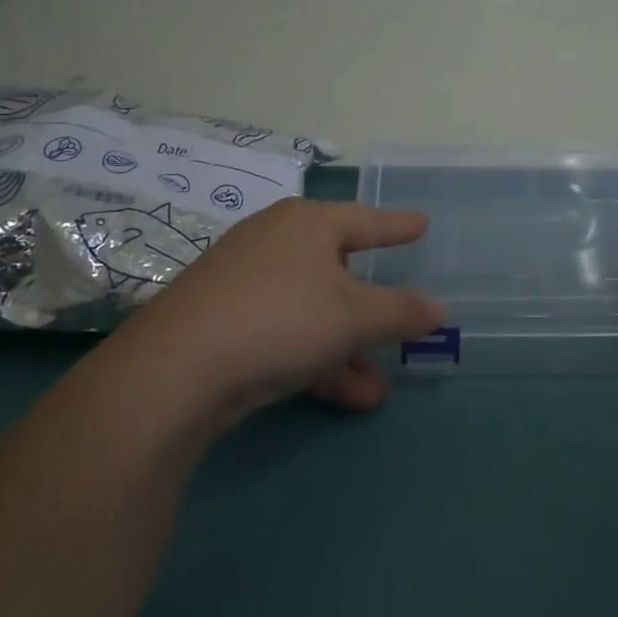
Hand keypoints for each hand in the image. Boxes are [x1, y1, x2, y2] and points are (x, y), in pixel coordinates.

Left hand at [120, 198, 443, 424]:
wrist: (177, 370)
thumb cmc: (281, 318)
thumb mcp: (353, 316)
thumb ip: (402, 311)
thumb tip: (440, 308)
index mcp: (307, 224)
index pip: (365, 220)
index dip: (398, 226)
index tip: (423, 223)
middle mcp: (275, 244)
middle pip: (337, 270)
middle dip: (371, 308)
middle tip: (400, 316)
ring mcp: (244, 284)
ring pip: (312, 312)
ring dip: (347, 350)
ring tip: (377, 388)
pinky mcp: (224, 324)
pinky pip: (286, 335)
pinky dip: (316, 362)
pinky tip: (347, 397)